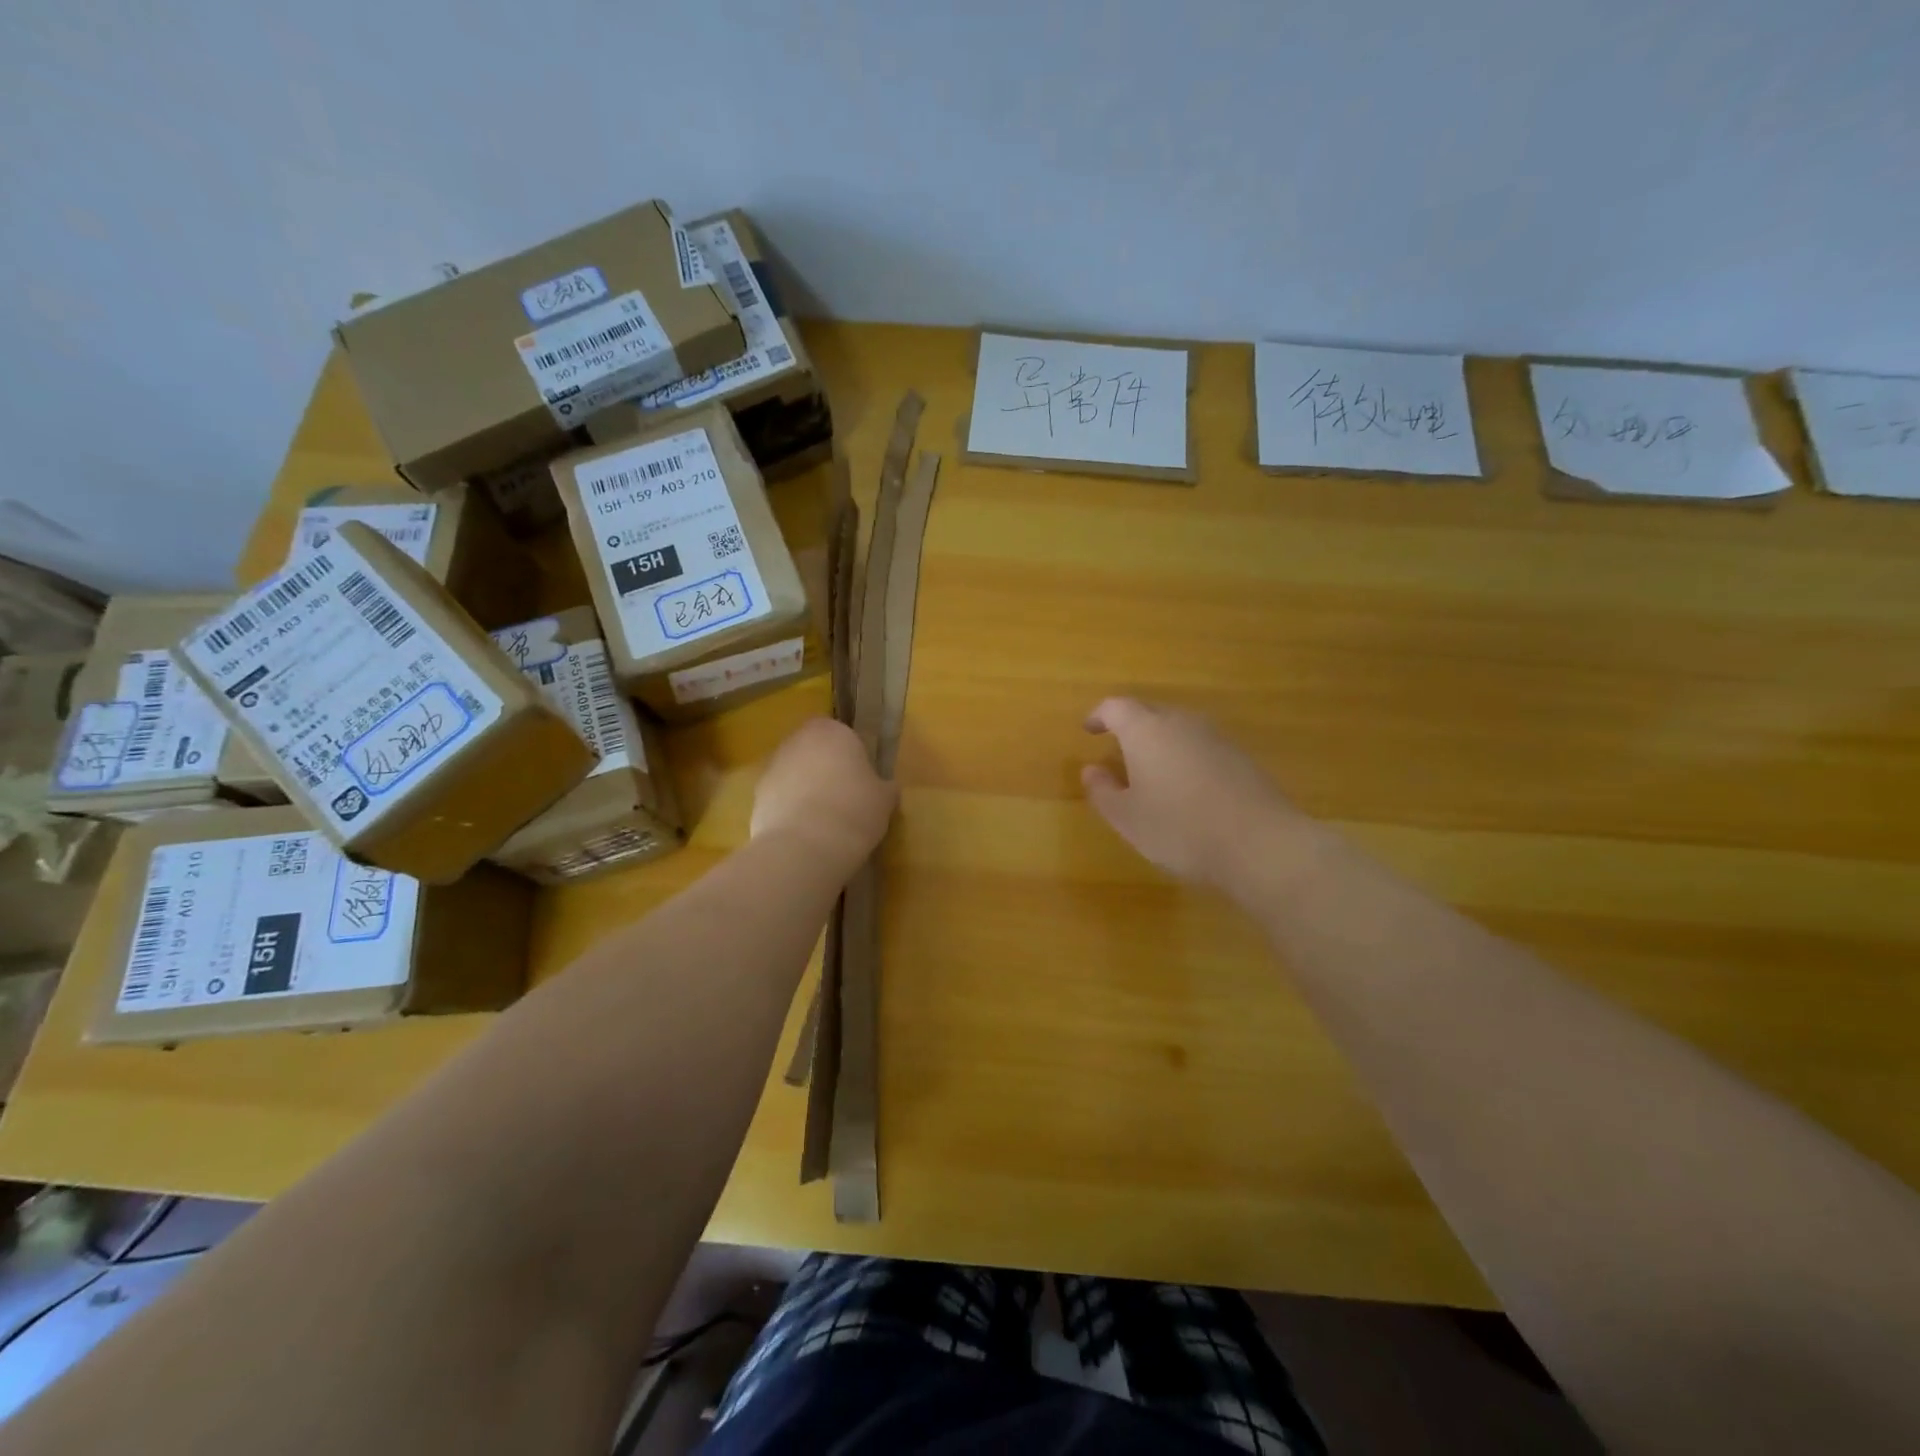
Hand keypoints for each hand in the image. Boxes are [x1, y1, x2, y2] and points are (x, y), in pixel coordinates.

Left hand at [752, 717, 897, 863]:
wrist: (803, 846)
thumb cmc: (854, 811)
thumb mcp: (884, 800)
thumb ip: (883, 786)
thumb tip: (885, 787)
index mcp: (832, 731)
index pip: (843, 734)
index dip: (852, 757)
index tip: (862, 781)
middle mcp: (798, 740)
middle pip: (814, 751)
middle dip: (826, 770)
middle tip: (844, 799)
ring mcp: (772, 767)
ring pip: (794, 773)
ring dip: (805, 789)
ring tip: (823, 822)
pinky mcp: (756, 795)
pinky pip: (780, 797)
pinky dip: (790, 809)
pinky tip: (804, 833)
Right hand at [1081, 698, 1304, 892]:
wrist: (1259, 844)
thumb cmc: (1179, 828)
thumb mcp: (1127, 818)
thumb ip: (1103, 791)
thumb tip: (1092, 770)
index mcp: (1146, 730)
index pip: (1116, 707)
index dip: (1099, 716)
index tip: (1089, 729)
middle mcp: (1181, 722)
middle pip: (1150, 712)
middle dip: (1131, 727)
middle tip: (1118, 751)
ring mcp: (1216, 737)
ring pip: (1179, 729)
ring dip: (1161, 743)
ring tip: (1152, 771)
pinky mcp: (1242, 757)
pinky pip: (1203, 747)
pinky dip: (1187, 758)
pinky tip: (1188, 788)